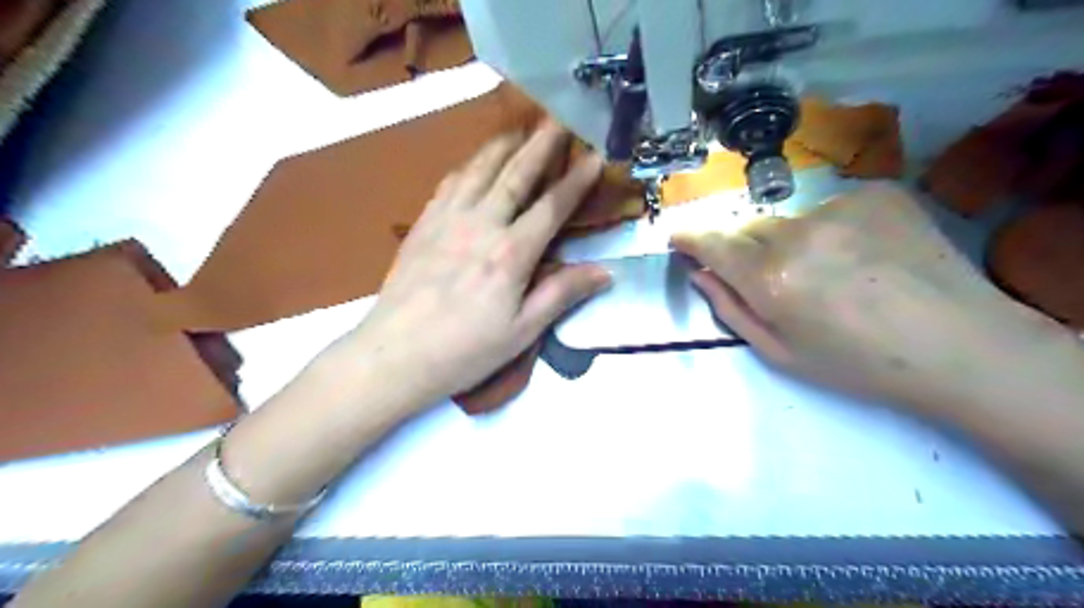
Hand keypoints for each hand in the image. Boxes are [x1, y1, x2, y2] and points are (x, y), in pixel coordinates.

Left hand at [341, 121, 607, 405]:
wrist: (394, 354)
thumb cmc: (465, 350)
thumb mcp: (522, 331)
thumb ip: (562, 294)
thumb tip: (606, 271)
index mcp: (511, 253)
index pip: (551, 206)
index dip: (576, 180)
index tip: (595, 155)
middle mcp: (481, 224)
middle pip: (516, 174)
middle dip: (541, 144)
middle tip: (558, 118)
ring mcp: (447, 220)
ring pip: (479, 170)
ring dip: (503, 146)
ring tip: (519, 128)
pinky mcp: (423, 225)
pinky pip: (449, 183)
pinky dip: (468, 166)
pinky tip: (473, 163)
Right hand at [675, 186, 1069, 418]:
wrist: (960, 346)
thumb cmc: (859, 364)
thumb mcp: (781, 353)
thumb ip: (731, 308)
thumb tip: (700, 274)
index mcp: (770, 278)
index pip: (712, 243)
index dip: (690, 238)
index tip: (678, 237)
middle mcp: (798, 234)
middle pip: (749, 229)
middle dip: (746, 249)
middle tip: (775, 279)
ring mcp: (841, 207)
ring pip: (790, 219)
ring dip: (792, 240)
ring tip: (831, 272)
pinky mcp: (877, 193)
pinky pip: (831, 207)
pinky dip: (833, 228)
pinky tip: (864, 255)